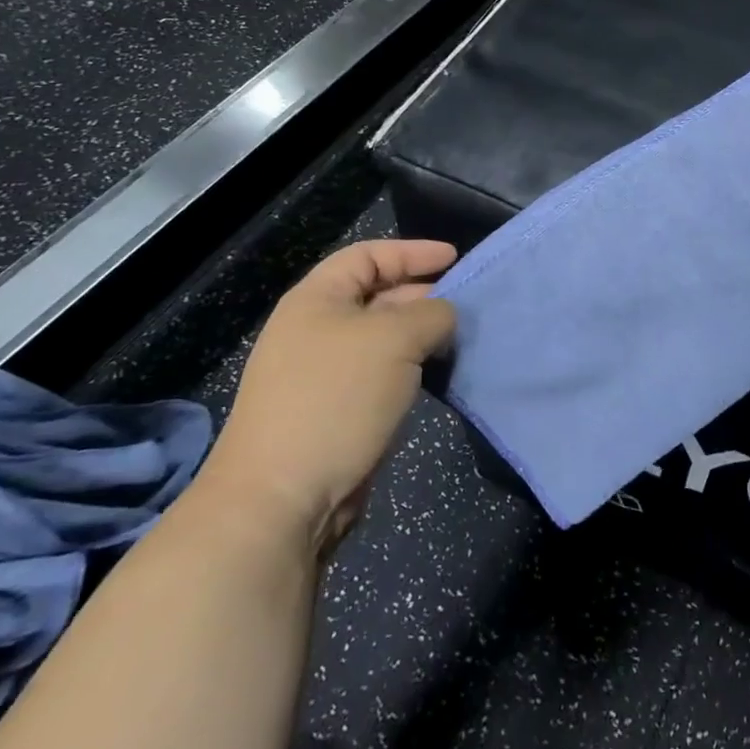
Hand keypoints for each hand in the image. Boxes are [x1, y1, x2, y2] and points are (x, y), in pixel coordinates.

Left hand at [195, 241, 457, 553]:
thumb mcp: (395, 339)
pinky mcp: (335, 410)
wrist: (283, 497)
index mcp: (316, 300)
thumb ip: (432, 313)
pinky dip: (411, 368)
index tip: (455, 258)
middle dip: (422, 295)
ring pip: (382, 338)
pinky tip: (437, 374)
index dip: (412, 251)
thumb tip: (445, 316)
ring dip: (421, 335)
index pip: (368, 255)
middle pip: (377, 295)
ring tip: (459, 339)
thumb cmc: (337, 397)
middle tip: (466, 303)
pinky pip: (381, 373)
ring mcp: (323, 373)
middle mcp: (315, 329)